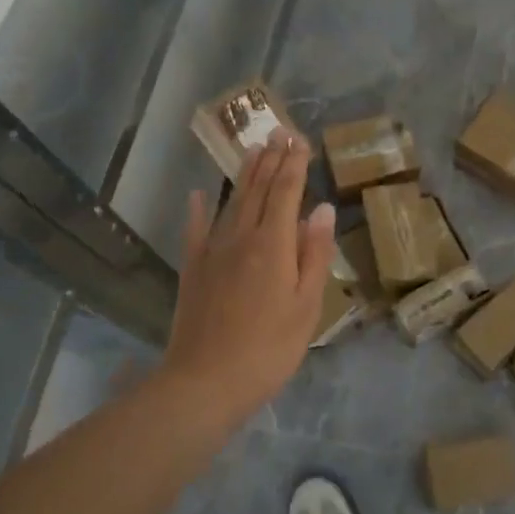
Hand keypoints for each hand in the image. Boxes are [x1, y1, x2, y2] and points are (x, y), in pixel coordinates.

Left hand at [161, 130, 336, 424]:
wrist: (206, 381)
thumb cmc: (269, 348)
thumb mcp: (307, 306)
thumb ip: (314, 255)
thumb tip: (321, 209)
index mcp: (274, 245)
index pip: (286, 193)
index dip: (294, 165)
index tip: (301, 141)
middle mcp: (241, 237)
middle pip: (258, 190)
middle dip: (271, 160)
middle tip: (279, 132)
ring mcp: (212, 251)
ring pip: (231, 202)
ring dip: (244, 174)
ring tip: (253, 150)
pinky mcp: (192, 269)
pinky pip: (195, 230)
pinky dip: (198, 209)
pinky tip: (198, 194)